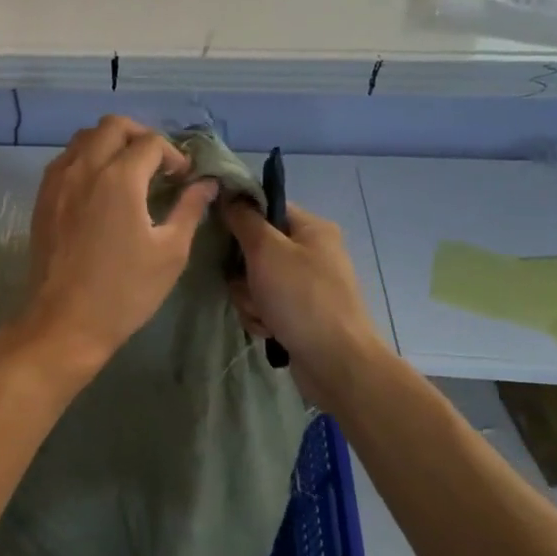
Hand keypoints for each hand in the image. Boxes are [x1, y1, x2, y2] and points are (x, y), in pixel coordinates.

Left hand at [15, 116, 218, 369]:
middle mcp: (84, 168)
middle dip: (141, 136)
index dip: (173, 155)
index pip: (150, 143)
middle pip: (112, 126)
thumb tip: (206, 183)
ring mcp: (57, 181)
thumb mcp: (170, 252)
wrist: (64, 322)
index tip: (183, 178)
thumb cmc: (124, 291)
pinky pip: (65, 160)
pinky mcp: (42, 198)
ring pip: (84, 138)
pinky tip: (99, 188)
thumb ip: (189, 209)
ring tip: (129, 172)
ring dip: (110, 143)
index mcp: (118, 178)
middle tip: (157, 165)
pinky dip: (86, 159)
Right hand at [223, 200, 389, 399]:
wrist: (336, 362)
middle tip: (248, 284)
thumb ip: (244, 219)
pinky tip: (269, 329)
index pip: (266, 208)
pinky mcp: (299, 313)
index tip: (220, 233)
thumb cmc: (302, 297)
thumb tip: (229, 193)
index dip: (241, 218)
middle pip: (255, 248)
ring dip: (249, 297)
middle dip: (243, 271)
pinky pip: (264, 304)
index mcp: (312, 229)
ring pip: (254, 280)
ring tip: (262, 312)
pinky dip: (261, 316)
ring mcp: (306, 285)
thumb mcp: (267, 250)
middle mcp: (312, 253)